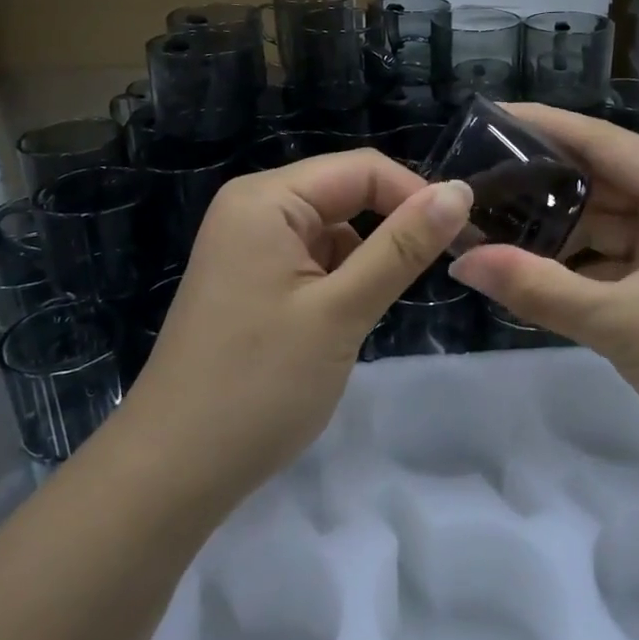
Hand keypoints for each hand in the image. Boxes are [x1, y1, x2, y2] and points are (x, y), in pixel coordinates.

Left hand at [121, 150, 473, 502]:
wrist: (174, 470)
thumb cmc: (259, 385)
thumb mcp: (341, 311)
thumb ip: (402, 247)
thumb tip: (460, 191)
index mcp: (266, 199)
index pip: (363, 169)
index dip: (417, 196)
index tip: (464, 240)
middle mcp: (252, 209)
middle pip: (345, 194)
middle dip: (393, 229)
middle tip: (440, 274)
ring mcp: (247, 248)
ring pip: (333, 231)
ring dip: (367, 261)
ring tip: (376, 312)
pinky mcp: (250, 282)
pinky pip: (312, 261)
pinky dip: (341, 282)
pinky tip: (344, 323)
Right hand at [448, 105, 638, 453]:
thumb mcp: (619, 322)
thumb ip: (538, 289)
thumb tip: (460, 260)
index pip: (600, 140)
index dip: (542, 126)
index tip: (485, 119)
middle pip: (597, 176)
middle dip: (538, 179)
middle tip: (472, 179)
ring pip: (599, 218)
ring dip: (551, 223)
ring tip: (487, 219)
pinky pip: (607, 254)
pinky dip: (570, 259)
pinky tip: (525, 264)